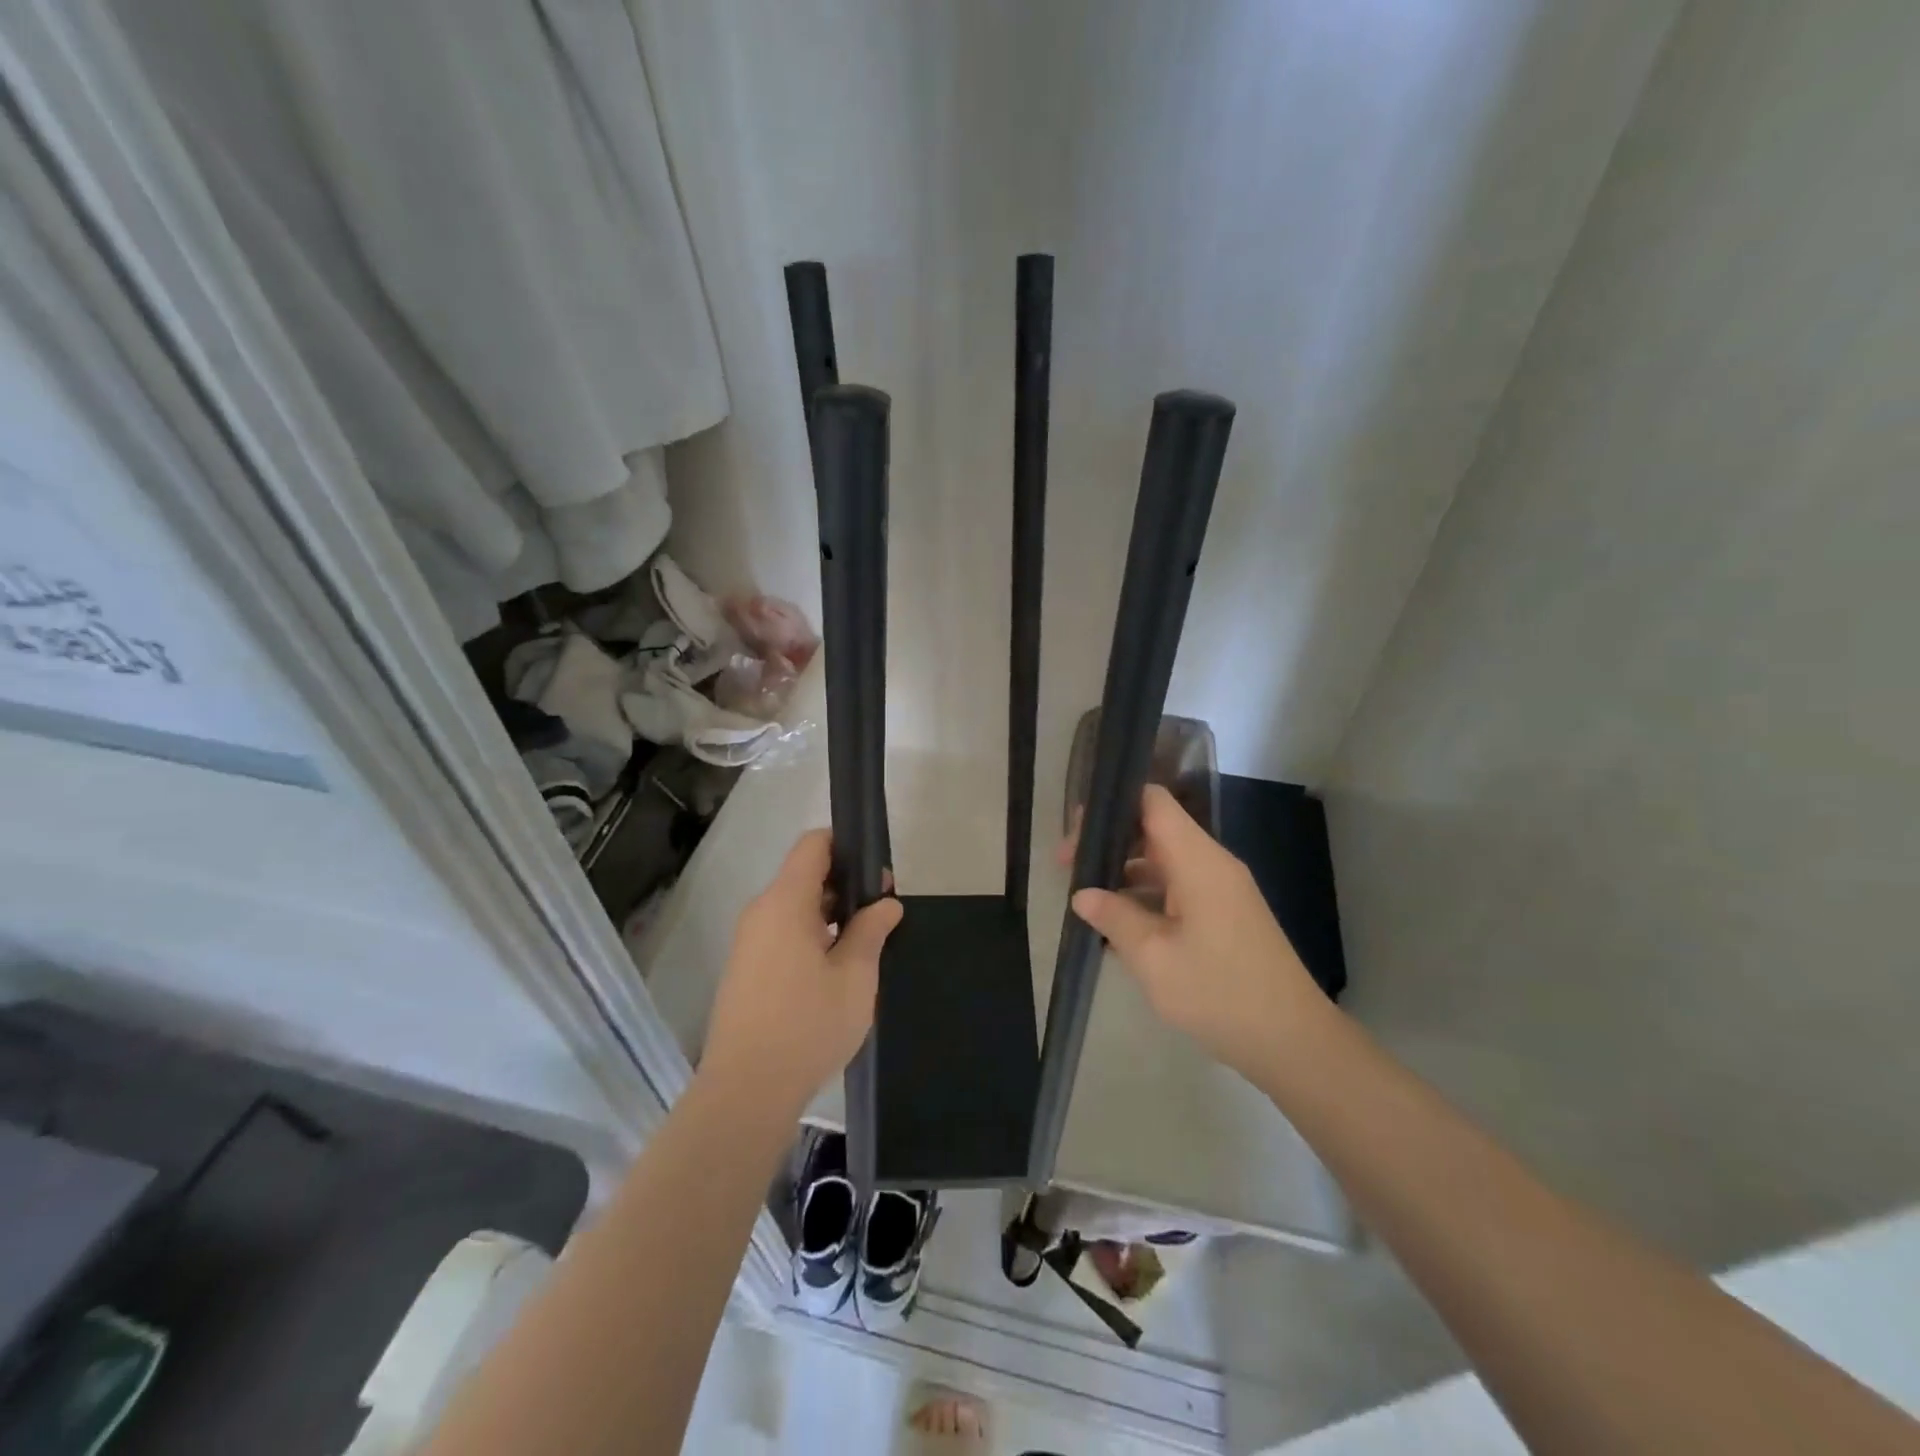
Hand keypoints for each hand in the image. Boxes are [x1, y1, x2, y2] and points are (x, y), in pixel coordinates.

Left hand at [702, 829, 902, 1116]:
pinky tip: (835, 970)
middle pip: (804, 875)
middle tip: (882, 914)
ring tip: (864, 944)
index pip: (813, 845)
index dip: (847, 846)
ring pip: (794, 907)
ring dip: (829, 915)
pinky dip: (810, 936)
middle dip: (845, 886)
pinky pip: (782, 933)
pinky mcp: (745, 969)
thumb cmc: (807, 1026)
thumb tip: (885, 903)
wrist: (745, 1092)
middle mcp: (761, 912)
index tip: (877, 874)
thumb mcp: (855, 977)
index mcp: (785, 902)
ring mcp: (749, 942)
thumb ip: (871, 930)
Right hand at [1069, 785, 1321, 1076]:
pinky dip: (1147, 895)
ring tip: (1085, 896)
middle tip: (1068, 867)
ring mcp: (1222, 889)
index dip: (1112, 804)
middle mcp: (1212, 863)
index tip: (1076, 831)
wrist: (1292, 1041)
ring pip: (1165, 861)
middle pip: (1155, 829)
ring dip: (1125, 872)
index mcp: (1198, 860)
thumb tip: (1082, 894)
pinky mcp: (1226, 914)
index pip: (1153, 801)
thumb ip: (1114, 917)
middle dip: (1110, 842)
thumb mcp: (1153, 957)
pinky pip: (1179, 887)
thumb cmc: (1218, 992)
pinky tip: (1119, 923)